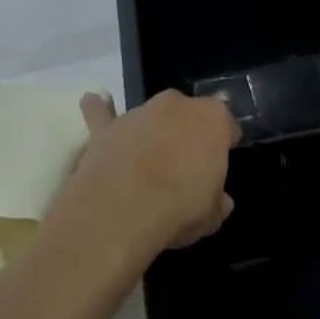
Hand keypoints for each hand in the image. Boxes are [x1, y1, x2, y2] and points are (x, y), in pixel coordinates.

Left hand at [50, 90, 238, 269]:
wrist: (120, 211)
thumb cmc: (179, 208)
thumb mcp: (212, 216)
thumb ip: (216, 202)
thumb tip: (219, 202)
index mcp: (213, 119)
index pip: (227, 125)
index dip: (225, 144)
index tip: (220, 164)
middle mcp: (176, 106)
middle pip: (188, 114)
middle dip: (188, 133)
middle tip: (185, 164)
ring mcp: (138, 113)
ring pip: (150, 116)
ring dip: (152, 131)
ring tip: (148, 160)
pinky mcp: (105, 128)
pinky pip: (102, 113)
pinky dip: (99, 110)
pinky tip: (93, 103)